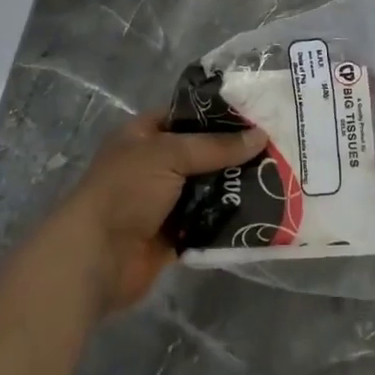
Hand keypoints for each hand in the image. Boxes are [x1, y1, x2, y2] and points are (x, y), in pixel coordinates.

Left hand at [54, 112, 265, 314]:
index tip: (258, 116)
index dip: (219, 116)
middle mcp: (154, 165)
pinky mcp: (173, 234)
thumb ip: (215, 146)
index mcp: (144, 136)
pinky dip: (228, 219)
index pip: (187, 116)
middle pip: (202, 154)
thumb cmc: (125, 191)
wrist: (95, 258)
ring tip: (278, 179)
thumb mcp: (169, 155)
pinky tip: (261, 211)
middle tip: (277, 149)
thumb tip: (261, 136)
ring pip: (208, 188)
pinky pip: (207, 221)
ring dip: (235, 187)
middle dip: (235, 154)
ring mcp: (164, 201)